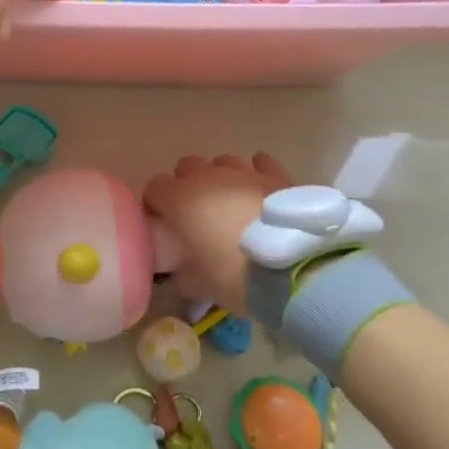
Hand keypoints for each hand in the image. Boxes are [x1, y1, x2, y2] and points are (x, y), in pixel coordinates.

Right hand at [141, 152, 293, 314]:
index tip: (162, 222)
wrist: (294, 268)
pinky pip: (260, 163)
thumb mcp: (200, 285)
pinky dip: (255, 172)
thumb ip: (181, 273)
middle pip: (186, 167)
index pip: (154, 187)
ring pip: (221, 163)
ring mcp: (242, 171)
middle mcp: (207, 177)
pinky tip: (259, 186)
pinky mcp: (274, 174)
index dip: (155, 204)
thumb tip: (178, 271)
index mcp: (180, 199)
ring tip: (230, 202)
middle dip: (186, 185)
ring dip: (220, 178)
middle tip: (196, 213)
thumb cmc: (235, 276)